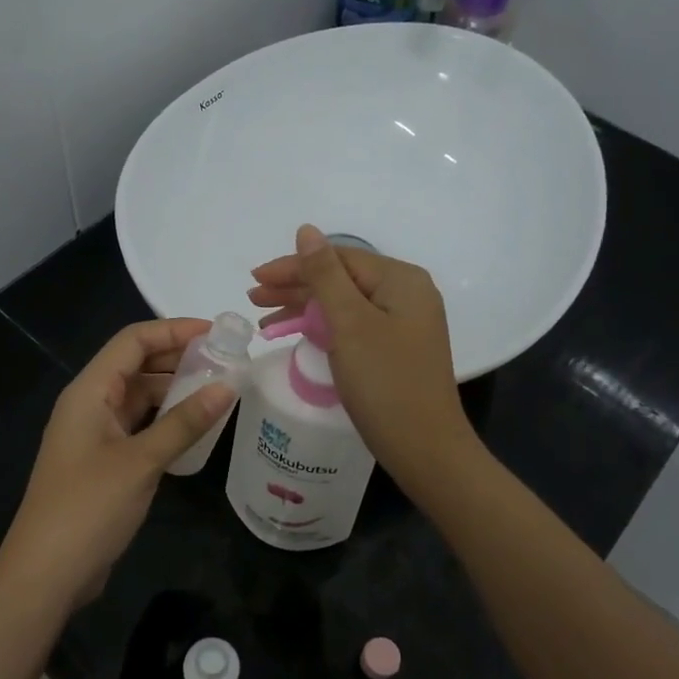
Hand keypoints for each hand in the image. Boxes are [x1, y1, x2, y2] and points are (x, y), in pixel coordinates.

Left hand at [0, 319, 235, 613]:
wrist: (46, 574)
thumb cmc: (89, 507)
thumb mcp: (141, 461)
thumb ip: (185, 422)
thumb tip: (228, 386)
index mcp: (89, 391)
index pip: (133, 341)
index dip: (174, 330)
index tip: (218, 334)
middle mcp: (90, 404)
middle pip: (137, 365)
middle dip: (179, 359)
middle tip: (228, 362)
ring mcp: (96, 435)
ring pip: (140, 397)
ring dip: (176, 391)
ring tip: (220, 390)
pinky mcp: (104, 462)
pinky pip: (140, 426)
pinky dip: (167, 421)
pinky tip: (197, 428)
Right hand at [248, 225, 475, 485]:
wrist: (425, 449)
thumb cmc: (385, 382)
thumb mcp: (349, 324)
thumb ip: (325, 275)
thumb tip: (307, 230)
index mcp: (401, 280)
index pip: (338, 258)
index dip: (293, 266)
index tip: (254, 280)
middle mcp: (407, 294)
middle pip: (341, 279)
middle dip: (295, 287)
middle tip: (253, 300)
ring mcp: (404, 324)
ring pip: (345, 304)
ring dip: (304, 307)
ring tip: (265, 320)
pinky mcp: (396, 349)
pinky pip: (353, 326)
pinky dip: (323, 328)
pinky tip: (298, 334)